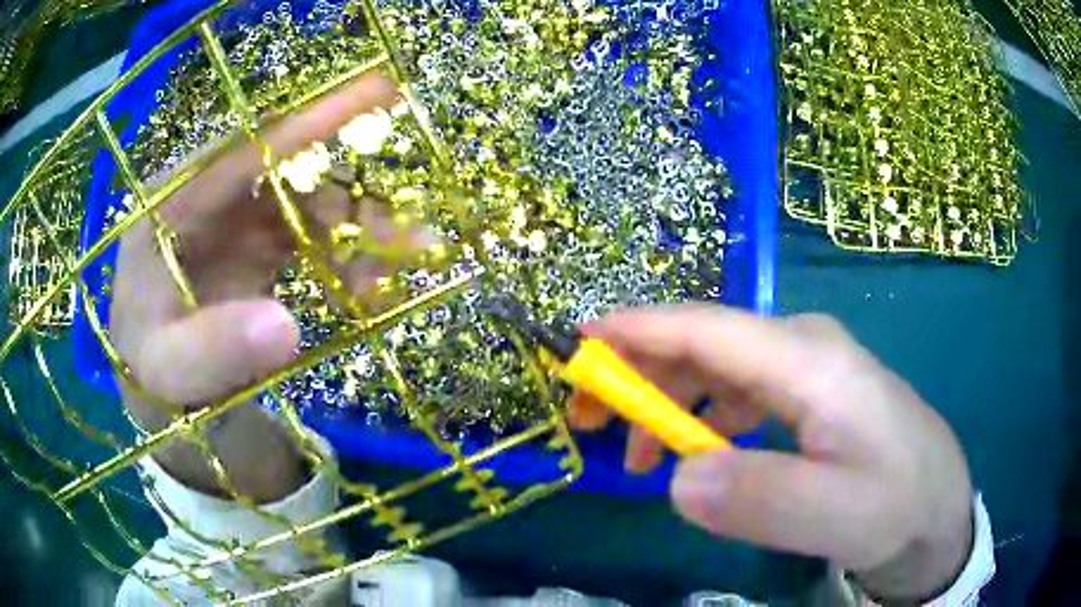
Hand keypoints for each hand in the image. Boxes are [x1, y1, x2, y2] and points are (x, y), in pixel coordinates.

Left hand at [111, 74, 410, 501]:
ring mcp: (236, 214)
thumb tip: (286, 327)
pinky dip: (344, 257)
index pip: (249, 146)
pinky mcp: (255, 239)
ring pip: (310, 202)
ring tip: (401, 270)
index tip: (382, 95)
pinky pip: (310, 235)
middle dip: (355, 199)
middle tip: (414, 235)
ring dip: (358, 232)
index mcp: (175, 200)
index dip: (315, 120)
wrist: (155, 378)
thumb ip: (214, 349)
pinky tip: (366, 289)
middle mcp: (210, 193)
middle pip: (293, 173)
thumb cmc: (152, 366)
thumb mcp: (172, 369)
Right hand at [570, 305, 973, 601]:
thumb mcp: (833, 514)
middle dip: (638, 370)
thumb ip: (759, 498)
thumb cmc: (895, 503)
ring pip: (717, 365)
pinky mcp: (810, 389)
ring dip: (667, 399)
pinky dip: (701, 412)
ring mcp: (808, 365)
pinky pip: (739, 387)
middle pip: (704, 341)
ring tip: (639, 456)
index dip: (640, 328)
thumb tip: (677, 477)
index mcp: (810, 361)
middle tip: (590, 418)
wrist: (936, 507)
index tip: (579, 339)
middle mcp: (803, 346)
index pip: (709, 330)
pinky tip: (696, 449)